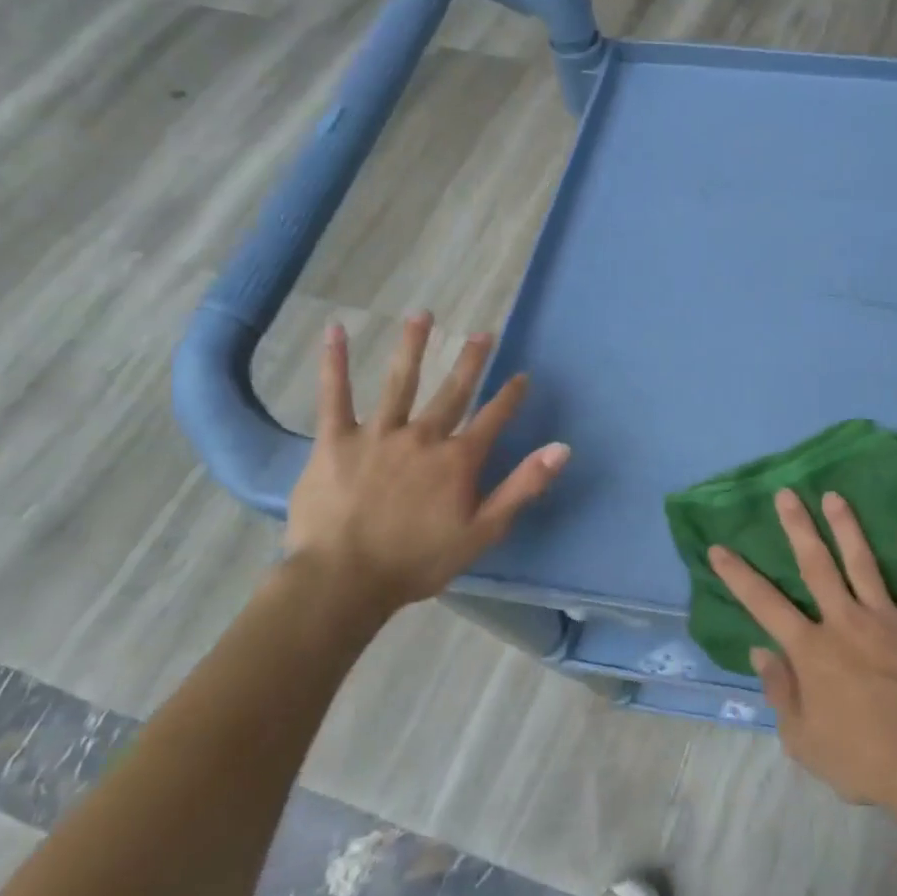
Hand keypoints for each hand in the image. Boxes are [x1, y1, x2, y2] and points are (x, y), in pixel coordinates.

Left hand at [285, 315, 568, 611]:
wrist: (344, 580)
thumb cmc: (418, 561)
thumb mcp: (484, 532)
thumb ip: (523, 486)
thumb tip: (562, 448)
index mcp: (458, 459)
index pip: (493, 419)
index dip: (510, 396)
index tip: (522, 375)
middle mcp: (423, 436)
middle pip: (453, 392)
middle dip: (471, 361)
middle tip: (483, 333)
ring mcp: (378, 434)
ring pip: (399, 382)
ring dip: (413, 346)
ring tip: (423, 315)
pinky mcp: (335, 441)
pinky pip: (335, 396)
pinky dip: (335, 363)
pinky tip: (336, 331)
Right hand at [709, 488, 896, 806]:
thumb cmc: (858, 756)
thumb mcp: (802, 739)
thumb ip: (780, 691)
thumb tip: (760, 652)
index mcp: (811, 649)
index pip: (765, 604)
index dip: (738, 575)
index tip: (719, 548)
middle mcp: (844, 621)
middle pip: (816, 565)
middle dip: (798, 527)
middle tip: (786, 494)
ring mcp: (885, 617)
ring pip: (862, 562)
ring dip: (846, 526)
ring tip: (835, 495)